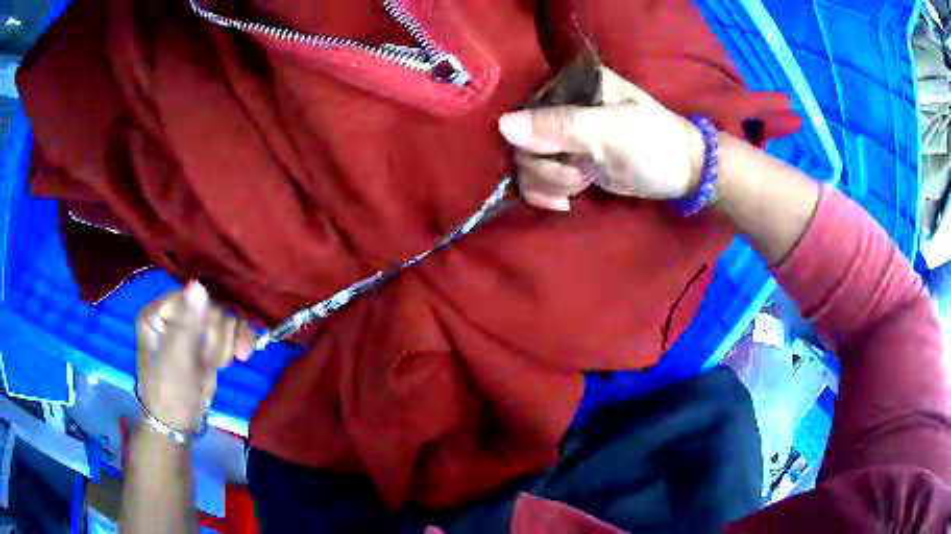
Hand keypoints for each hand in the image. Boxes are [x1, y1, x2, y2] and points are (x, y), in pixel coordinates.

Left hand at [136, 281, 255, 430]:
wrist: (178, 424)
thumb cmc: (169, 393)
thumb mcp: (176, 361)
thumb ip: (187, 325)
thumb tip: (198, 285)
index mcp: (158, 312)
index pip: (190, 297)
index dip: (206, 318)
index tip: (211, 347)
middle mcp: (174, 313)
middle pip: (211, 306)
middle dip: (217, 337)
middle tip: (212, 363)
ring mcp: (192, 327)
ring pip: (225, 318)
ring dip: (227, 344)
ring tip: (218, 365)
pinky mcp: (207, 340)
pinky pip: (232, 328)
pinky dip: (239, 341)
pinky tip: (241, 356)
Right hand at [498, 71, 705, 210]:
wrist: (682, 173)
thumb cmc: (653, 145)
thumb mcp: (611, 132)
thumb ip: (560, 126)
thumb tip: (503, 126)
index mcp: (573, 87)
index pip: (525, 111)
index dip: (534, 141)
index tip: (562, 156)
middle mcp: (561, 107)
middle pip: (522, 142)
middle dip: (548, 168)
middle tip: (580, 174)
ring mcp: (563, 136)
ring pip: (527, 164)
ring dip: (551, 182)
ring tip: (583, 183)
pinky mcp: (568, 160)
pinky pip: (538, 177)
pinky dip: (548, 193)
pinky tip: (567, 201)